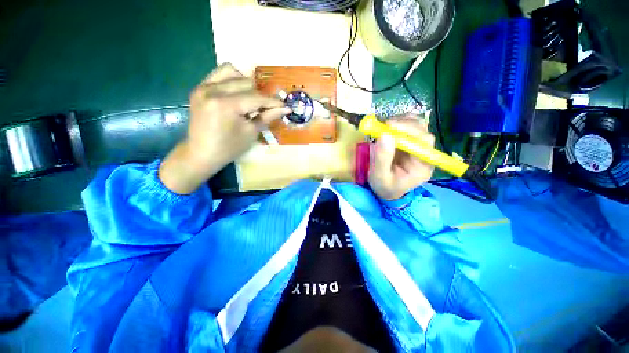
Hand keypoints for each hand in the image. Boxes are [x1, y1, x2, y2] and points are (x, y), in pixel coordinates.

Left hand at [159, 63, 290, 193]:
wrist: (201, 154)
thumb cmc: (229, 148)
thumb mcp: (251, 133)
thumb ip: (267, 117)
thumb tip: (285, 109)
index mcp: (226, 105)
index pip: (256, 97)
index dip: (273, 102)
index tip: (285, 106)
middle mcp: (213, 90)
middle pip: (246, 83)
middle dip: (260, 95)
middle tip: (267, 108)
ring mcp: (203, 87)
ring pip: (232, 72)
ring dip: (246, 84)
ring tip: (250, 99)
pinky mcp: (199, 88)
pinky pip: (219, 75)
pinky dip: (232, 81)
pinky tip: (237, 94)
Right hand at [368, 115, 434, 200]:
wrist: (386, 189)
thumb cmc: (384, 186)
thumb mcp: (380, 176)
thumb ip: (382, 159)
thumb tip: (383, 135)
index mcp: (423, 165)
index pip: (424, 142)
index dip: (409, 131)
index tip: (390, 127)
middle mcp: (424, 153)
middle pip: (422, 130)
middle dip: (403, 124)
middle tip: (384, 125)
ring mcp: (417, 145)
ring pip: (416, 124)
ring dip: (400, 121)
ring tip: (384, 127)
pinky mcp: (409, 141)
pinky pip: (407, 126)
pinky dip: (397, 123)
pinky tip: (387, 129)